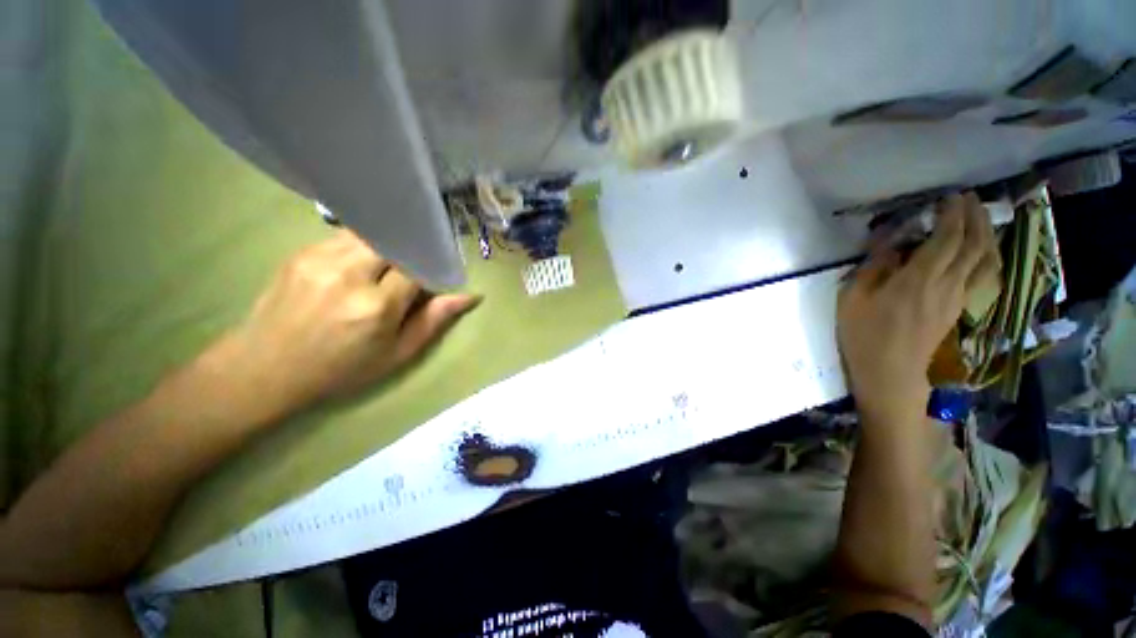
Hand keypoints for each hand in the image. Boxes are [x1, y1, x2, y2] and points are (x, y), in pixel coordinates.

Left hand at [210, 231, 478, 422]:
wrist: (264, 369)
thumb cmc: (340, 369)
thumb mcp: (397, 355)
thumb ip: (434, 321)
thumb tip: (471, 296)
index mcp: (377, 306)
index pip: (418, 266)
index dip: (431, 267)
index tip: (434, 277)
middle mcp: (349, 274)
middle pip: (394, 241)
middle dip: (409, 251)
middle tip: (411, 269)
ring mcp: (320, 259)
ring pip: (370, 234)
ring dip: (386, 246)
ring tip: (386, 267)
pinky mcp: (301, 252)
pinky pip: (345, 237)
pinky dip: (362, 246)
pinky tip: (359, 267)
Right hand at [837, 192, 998, 425]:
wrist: (889, 373)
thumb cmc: (864, 334)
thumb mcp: (853, 298)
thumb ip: (874, 266)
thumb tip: (891, 243)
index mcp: (920, 278)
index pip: (948, 237)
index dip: (954, 213)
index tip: (950, 195)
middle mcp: (949, 284)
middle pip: (975, 244)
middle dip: (975, 216)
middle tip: (968, 199)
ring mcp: (959, 298)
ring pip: (987, 259)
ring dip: (987, 234)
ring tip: (980, 218)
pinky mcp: (959, 309)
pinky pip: (985, 276)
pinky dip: (988, 257)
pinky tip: (983, 252)